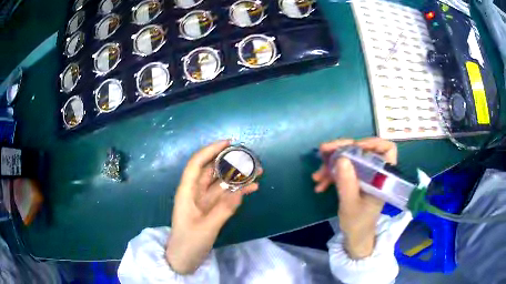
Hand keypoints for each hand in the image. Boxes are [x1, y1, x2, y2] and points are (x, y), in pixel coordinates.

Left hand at [166, 140, 260, 273]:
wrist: (183, 259)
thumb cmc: (188, 243)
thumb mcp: (205, 228)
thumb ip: (223, 210)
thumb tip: (241, 191)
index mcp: (187, 192)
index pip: (197, 164)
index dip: (210, 150)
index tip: (228, 143)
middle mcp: (195, 192)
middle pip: (211, 170)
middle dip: (229, 162)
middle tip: (249, 157)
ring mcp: (204, 201)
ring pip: (221, 183)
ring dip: (237, 177)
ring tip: (257, 171)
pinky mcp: (212, 209)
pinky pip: (226, 196)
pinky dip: (238, 191)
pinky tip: (252, 189)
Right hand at [312, 137, 396, 258]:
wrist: (355, 236)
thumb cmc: (358, 223)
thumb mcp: (350, 204)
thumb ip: (347, 182)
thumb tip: (341, 157)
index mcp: (382, 177)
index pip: (387, 149)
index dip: (372, 143)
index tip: (354, 146)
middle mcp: (374, 172)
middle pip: (362, 150)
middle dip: (342, 149)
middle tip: (323, 150)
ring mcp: (364, 175)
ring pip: (350, 159)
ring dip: (331, 164)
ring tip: (317, 176)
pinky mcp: (355, 179)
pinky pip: (343, 169)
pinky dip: (331, 174)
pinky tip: (319, 184)